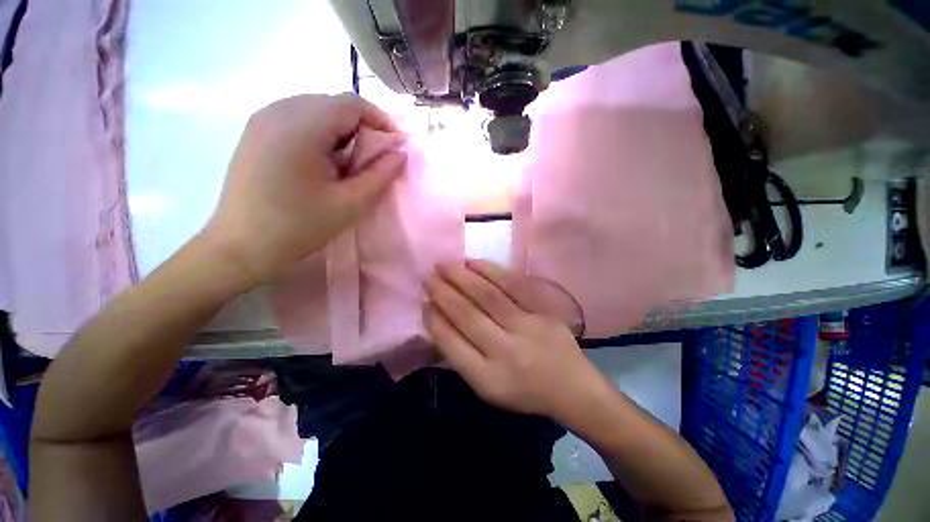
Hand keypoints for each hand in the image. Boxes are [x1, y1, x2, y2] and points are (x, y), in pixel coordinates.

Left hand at [202, 93, 406, 284]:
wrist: (241, 247)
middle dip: (362, 128)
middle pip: (334, 104)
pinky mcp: (255, 132)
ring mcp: (262, 119)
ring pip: (316, 109)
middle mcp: (278, 111)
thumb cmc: (299, 227)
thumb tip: (400, 153)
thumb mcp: (350, 204)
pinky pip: (297, 118)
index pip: (352, 103)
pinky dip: (320, 133)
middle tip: (372, 160)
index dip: (381, 120)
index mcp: (301, 127)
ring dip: (341, 131)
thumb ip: (380, 175)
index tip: (395, 146)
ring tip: (348, 164)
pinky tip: (322, 162)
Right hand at [425, 260, 609, 421]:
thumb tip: (437, 317)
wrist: (572, 389)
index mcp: (489, 379)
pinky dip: (491, 270)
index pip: (451, 343)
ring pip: (488, 295)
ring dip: (462, 277)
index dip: (434, 319)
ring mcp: (529, 328)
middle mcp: (507, 352)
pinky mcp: (545, 311)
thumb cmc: (524, 391)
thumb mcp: (487, 387)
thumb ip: (460, 356)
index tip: (423, 301)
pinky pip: (514, 285)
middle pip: (467, 315)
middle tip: (429, 276)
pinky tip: (473, 262)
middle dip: (443, 292)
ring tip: (445, 265)